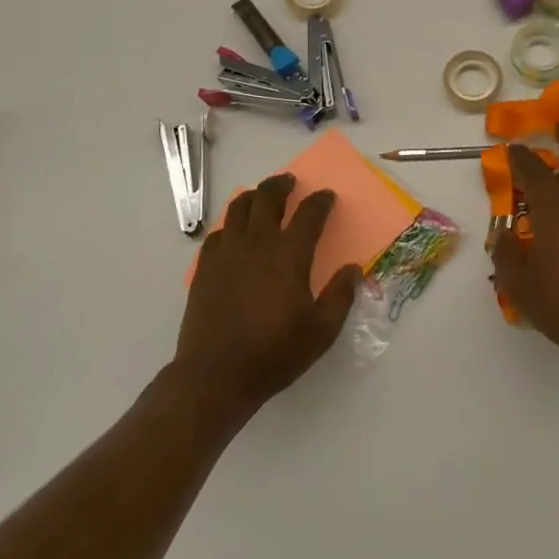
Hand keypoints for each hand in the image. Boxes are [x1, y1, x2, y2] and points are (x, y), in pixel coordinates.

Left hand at [176, 174, 360, 415]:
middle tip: (290, 182)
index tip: (327, 197)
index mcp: (290, 255)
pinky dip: (230, 225)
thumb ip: (341, 296)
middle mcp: (258, 243)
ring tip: (261, 197)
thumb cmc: (274, 353)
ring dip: (254, 196)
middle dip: (282, 185)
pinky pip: (218, 233)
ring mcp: (227, 252)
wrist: (216, 375)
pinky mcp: (206, 266)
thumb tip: (352, 270)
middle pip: (268, 197)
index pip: (310, 213)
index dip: (321, 201)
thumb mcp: (321, 331)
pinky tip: (234, 233)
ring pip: (239, 207)